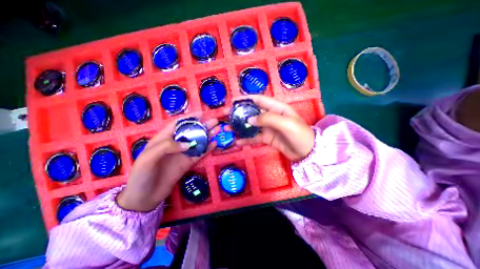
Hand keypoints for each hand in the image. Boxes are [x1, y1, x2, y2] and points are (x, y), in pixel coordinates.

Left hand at [117, 118, 218, 210]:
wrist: (145, 197)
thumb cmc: (142, 174)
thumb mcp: (149, 157)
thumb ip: (168, 147)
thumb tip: (189, 144)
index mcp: (164, 138)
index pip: (178, 124)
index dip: (190, 118)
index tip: (202, 114)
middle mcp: (176, 144)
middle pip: (191, 132)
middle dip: (203, 126)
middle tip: (215, 121)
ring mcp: (183, 153)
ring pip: (198, 142)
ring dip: (208, 135)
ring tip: (218, 130)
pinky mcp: (188, 163)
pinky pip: (199, 154)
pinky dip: (207, 149)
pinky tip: (215, 144)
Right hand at [236, 95, 315, 161]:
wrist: (307, 152)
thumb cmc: (299, 134)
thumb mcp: (285, 123)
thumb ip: (267, 119)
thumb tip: (249, 120)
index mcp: (276, 108)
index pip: (259, 100)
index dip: (246, 99)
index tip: (233, 101)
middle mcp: (270, 116)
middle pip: (252, 113)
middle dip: (239, 113)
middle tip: (226, 115)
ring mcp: (268, 128)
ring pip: (251, 125)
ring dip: (240, 127)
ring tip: (228, 128)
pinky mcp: (267, 138)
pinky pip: (254, 138)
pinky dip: (246, 140)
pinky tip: (237, 142)